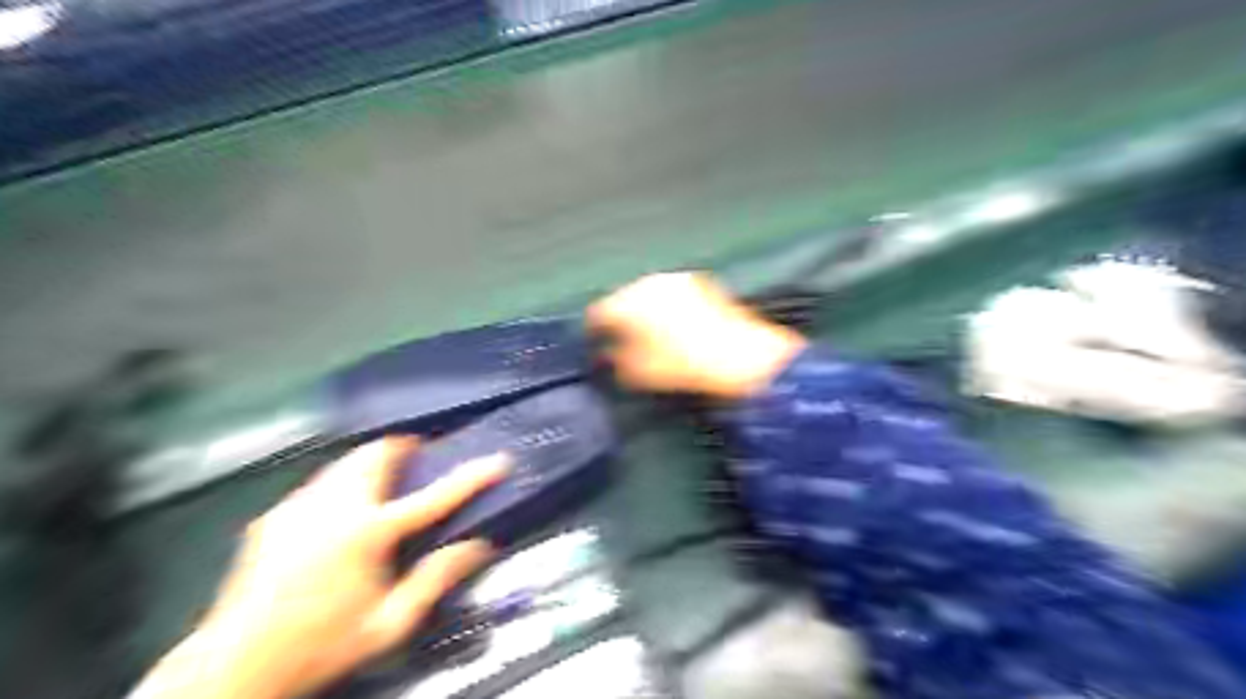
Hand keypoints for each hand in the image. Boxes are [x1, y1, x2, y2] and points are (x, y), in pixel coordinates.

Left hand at [129, 437, 504, 698]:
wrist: (233, 667)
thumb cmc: (322, 645)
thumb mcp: (390, 623)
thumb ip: (436, 579)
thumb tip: (479, 546)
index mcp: (368, 533)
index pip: (434, 496)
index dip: (471, 476)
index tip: (498, 460)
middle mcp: (333, 507)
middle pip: (376, 453)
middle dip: (404, 449)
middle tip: (420, 461)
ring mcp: (299, 507)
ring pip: (346, 462)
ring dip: (372, 463)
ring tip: (386, 483)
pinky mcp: (275, 516)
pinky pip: (320, 483)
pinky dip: (342, 483)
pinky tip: (342, 513)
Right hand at [587, 273, 802, 399]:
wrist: (739, 355)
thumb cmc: (682, 367)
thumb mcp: (638, 373)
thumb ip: (615, 361)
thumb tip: (609, 354)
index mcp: (628, 303)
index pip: (597, 313)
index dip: (593, 330)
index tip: (595, 342)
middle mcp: (648, 283)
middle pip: (623, 298)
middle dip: (621, 317)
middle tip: (623, 339)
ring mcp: (675, 278)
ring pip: (648, 292)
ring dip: (644, 309)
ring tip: (651, 332)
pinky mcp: (699, 280)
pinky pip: (671, 292)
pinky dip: (667, 305)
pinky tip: (676, 324)